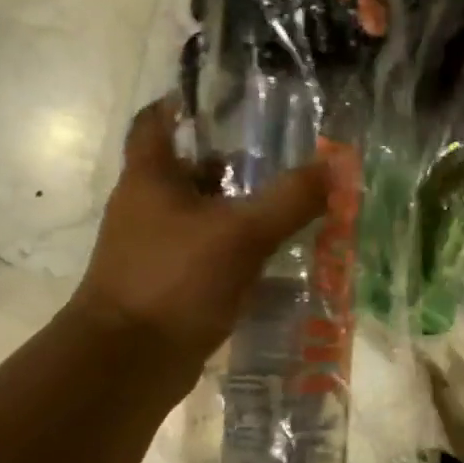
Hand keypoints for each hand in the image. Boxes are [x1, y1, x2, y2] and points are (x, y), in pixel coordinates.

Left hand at [70, 98, 329, 377]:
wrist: (128, 362)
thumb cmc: (175, 281)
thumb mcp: (241, 234)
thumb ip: (289, 200)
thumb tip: (335, 167)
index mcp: (149, 177)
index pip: (156, 121)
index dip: (185, 103)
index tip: (226, 99)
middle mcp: (146, 207)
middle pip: (187, 170)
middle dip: (231, 163)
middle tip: (280, 159)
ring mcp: (154, 249)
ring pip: (201, 216)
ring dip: (237, 210)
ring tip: (288, 206)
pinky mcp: (167, 285)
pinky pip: (206, 256)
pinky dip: (235, 252)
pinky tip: (272, 259)